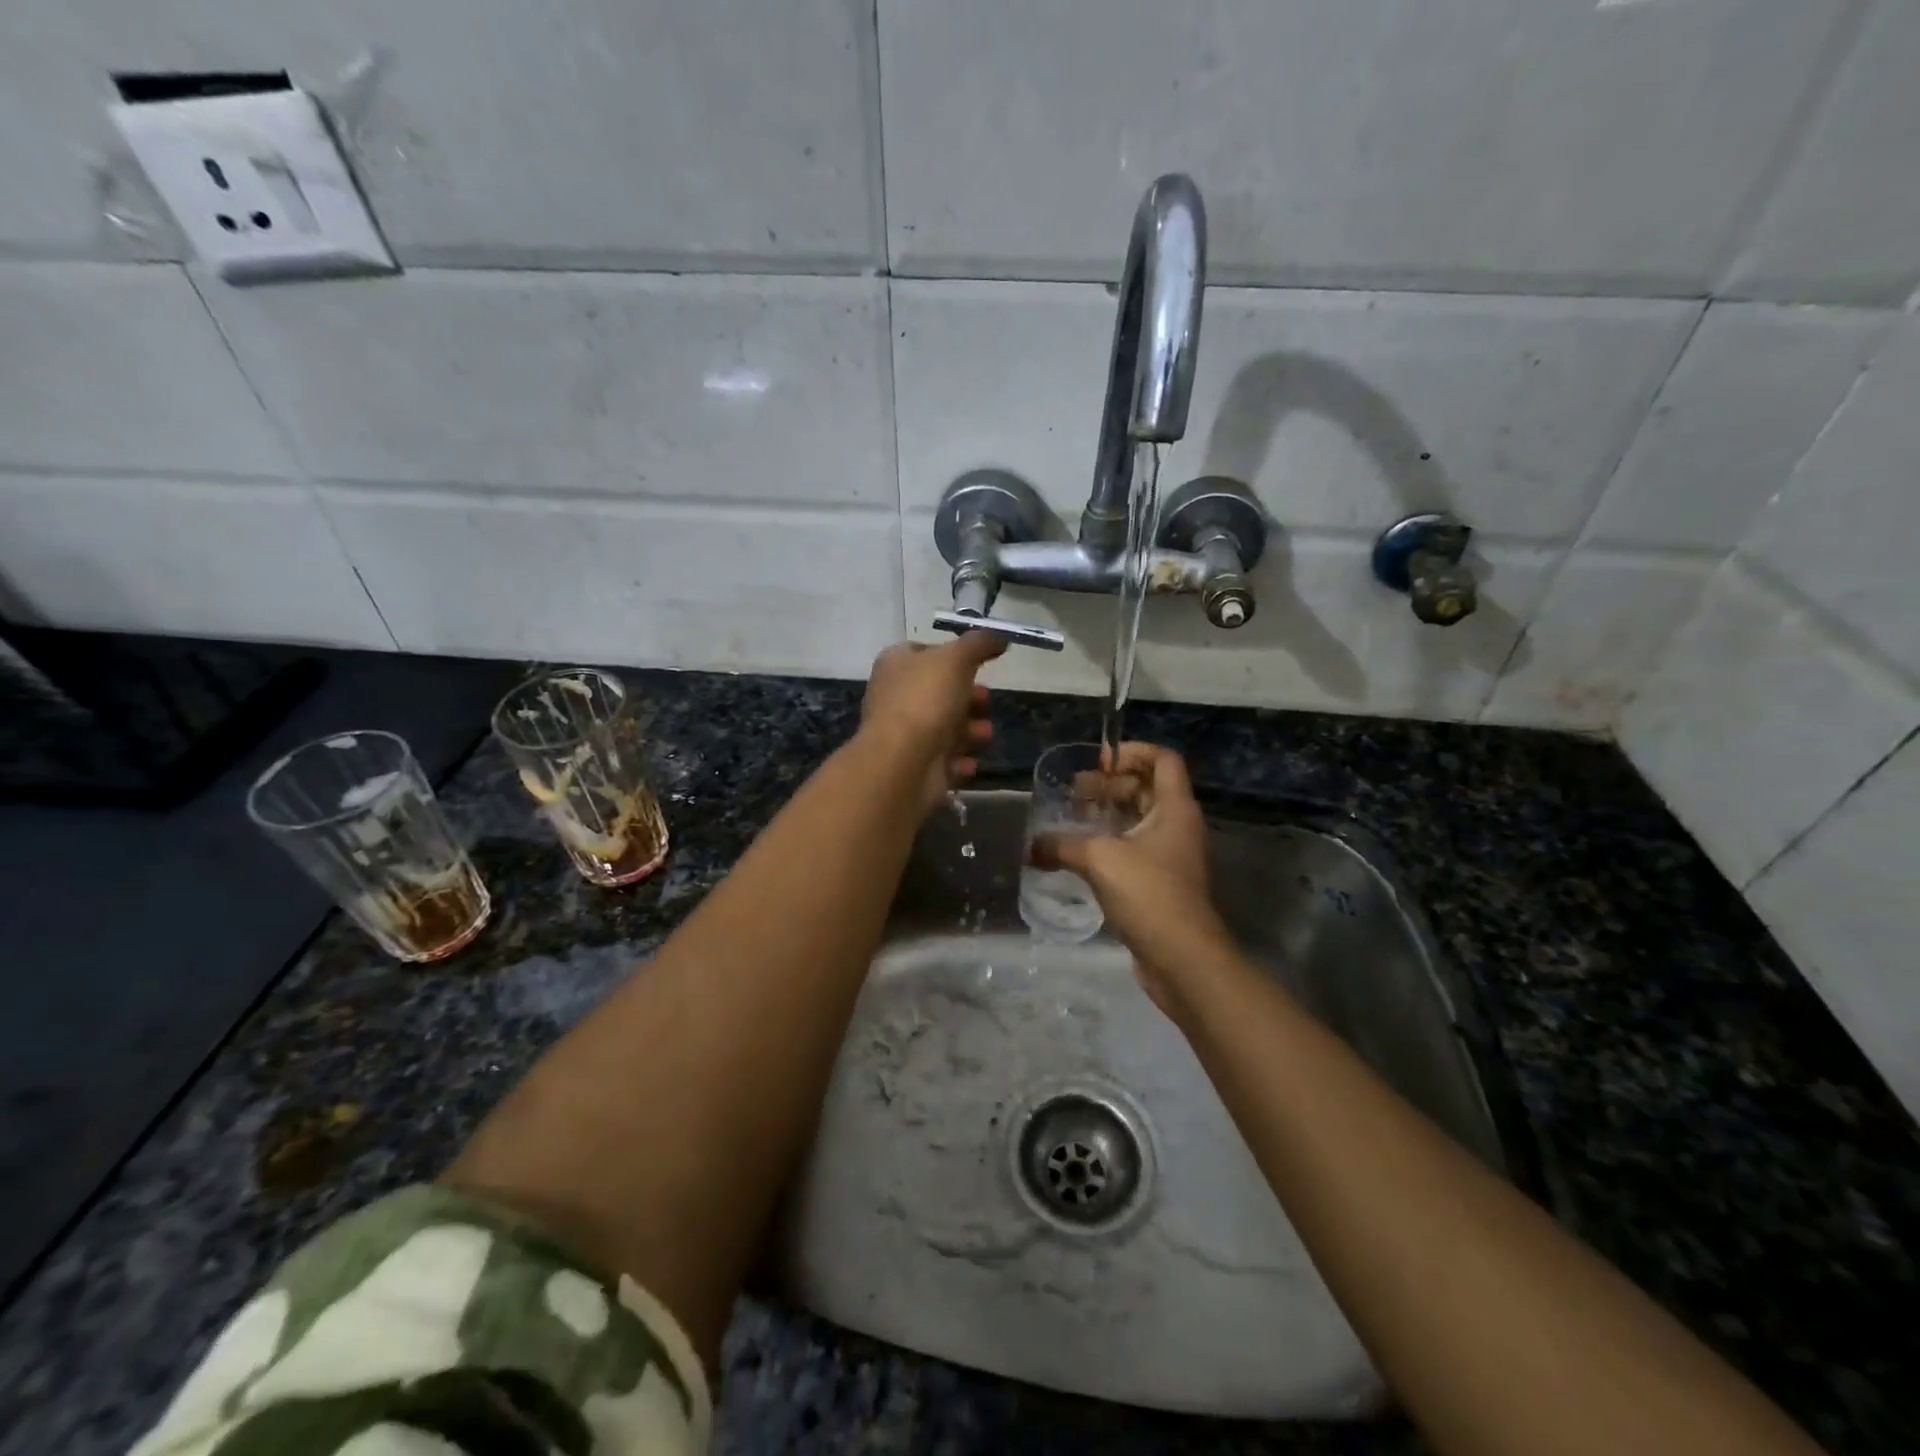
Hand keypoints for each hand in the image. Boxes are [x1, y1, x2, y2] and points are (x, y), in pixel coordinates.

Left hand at [861, 632, 1004, 811]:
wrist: (902, 762)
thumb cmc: (926, 700)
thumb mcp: (956, 658)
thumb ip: (979, 643)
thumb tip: (999, 638)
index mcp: (896, 664)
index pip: (926, 652)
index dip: (954, 656)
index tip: (980, 665)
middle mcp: (895, 696)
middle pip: (940, 693)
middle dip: (970, 699)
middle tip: (987, 702)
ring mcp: (903, 734)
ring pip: (945, 728)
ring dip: (971, 732)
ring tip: (984, 736)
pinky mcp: (913, 765)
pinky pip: (943, 760)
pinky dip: (960, 762)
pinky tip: (970, 763)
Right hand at [1034, 743, 1233, 1019]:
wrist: (1182, 959)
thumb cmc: (1148, 893)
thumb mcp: (1099, 859)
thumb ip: (1061, 845)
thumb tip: (1031, 846)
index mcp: (1175, 808)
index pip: (1162, 759)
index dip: (1132, 752)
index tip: (1098, 762)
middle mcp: (1179, 826)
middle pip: (1148, 788)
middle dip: (1110, 785)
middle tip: (1074, 793)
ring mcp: (1173, 856)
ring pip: (1140, 820)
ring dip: (1108, 814)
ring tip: (1072, 819)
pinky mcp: (1163, 883)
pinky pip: (1136, 849)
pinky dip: (1111, 843)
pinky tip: (1081, 854)